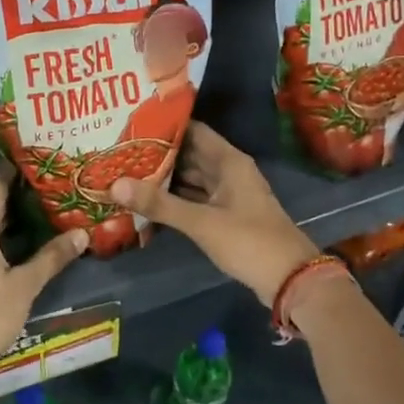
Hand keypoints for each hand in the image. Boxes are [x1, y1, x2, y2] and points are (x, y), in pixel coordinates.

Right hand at [109, 123, 318, 303]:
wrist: (289, 278)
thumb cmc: (248, 241)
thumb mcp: (201, 222)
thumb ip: (159, 204)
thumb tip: (115, 184)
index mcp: (229, 161)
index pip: (193, 130)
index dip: (165, 126)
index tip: (132, 124)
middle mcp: (228, 172)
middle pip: (190, 154)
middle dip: (159, 154)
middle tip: (121, 151)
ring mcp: (228, 195)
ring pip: (191, 179)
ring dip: (165, 178)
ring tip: (127, 172)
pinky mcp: (226, 217)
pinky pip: (195, 200)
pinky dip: (175, 200)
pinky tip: (148, 202)